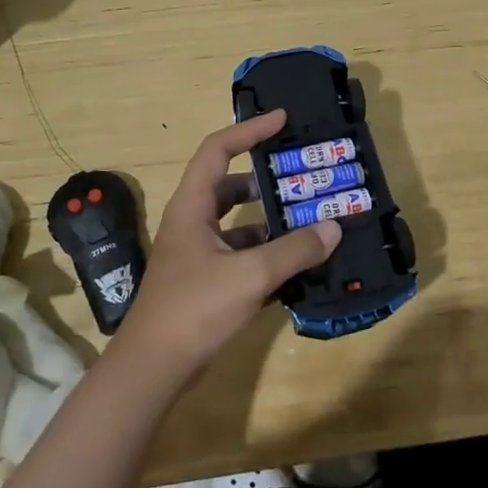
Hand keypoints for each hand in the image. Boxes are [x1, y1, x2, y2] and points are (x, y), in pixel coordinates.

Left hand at [116, 110, 339, 381]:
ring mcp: (196, 252)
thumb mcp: (250, 275)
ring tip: (308, 218)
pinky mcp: (204, 280)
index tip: (282, 119)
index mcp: (193, 206)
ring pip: (236, 222)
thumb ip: (294, 250)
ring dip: (268, 218)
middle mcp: (192, 221)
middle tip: (302, 175)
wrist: (153, 368)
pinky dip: (265, 251)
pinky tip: (294, 263)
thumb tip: (334, 227)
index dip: (249, 130)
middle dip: (265, 178)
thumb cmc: (194, 308)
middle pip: (229, 184)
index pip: (218, 149)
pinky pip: (239, 252)